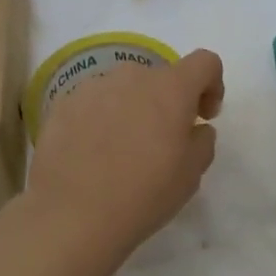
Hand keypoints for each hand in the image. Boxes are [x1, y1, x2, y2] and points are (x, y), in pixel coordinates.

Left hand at [24, 49, 224, 251]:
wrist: (72, 214)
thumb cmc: (143, 194)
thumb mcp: (191, 174)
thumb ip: (202, 140)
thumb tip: (194, 127)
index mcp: (169, 88)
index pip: (204, 62)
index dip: (211, 84)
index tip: (203, 116)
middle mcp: (131, 76)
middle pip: (159, 77)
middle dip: (167, 102)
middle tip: (162, 142)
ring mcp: (93, 86)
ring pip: (123, 89)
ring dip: (131, 109)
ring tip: (121, 150)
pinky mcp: (63, 103)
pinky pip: (93, 102)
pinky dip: (100, 119)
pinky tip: (92, 154)